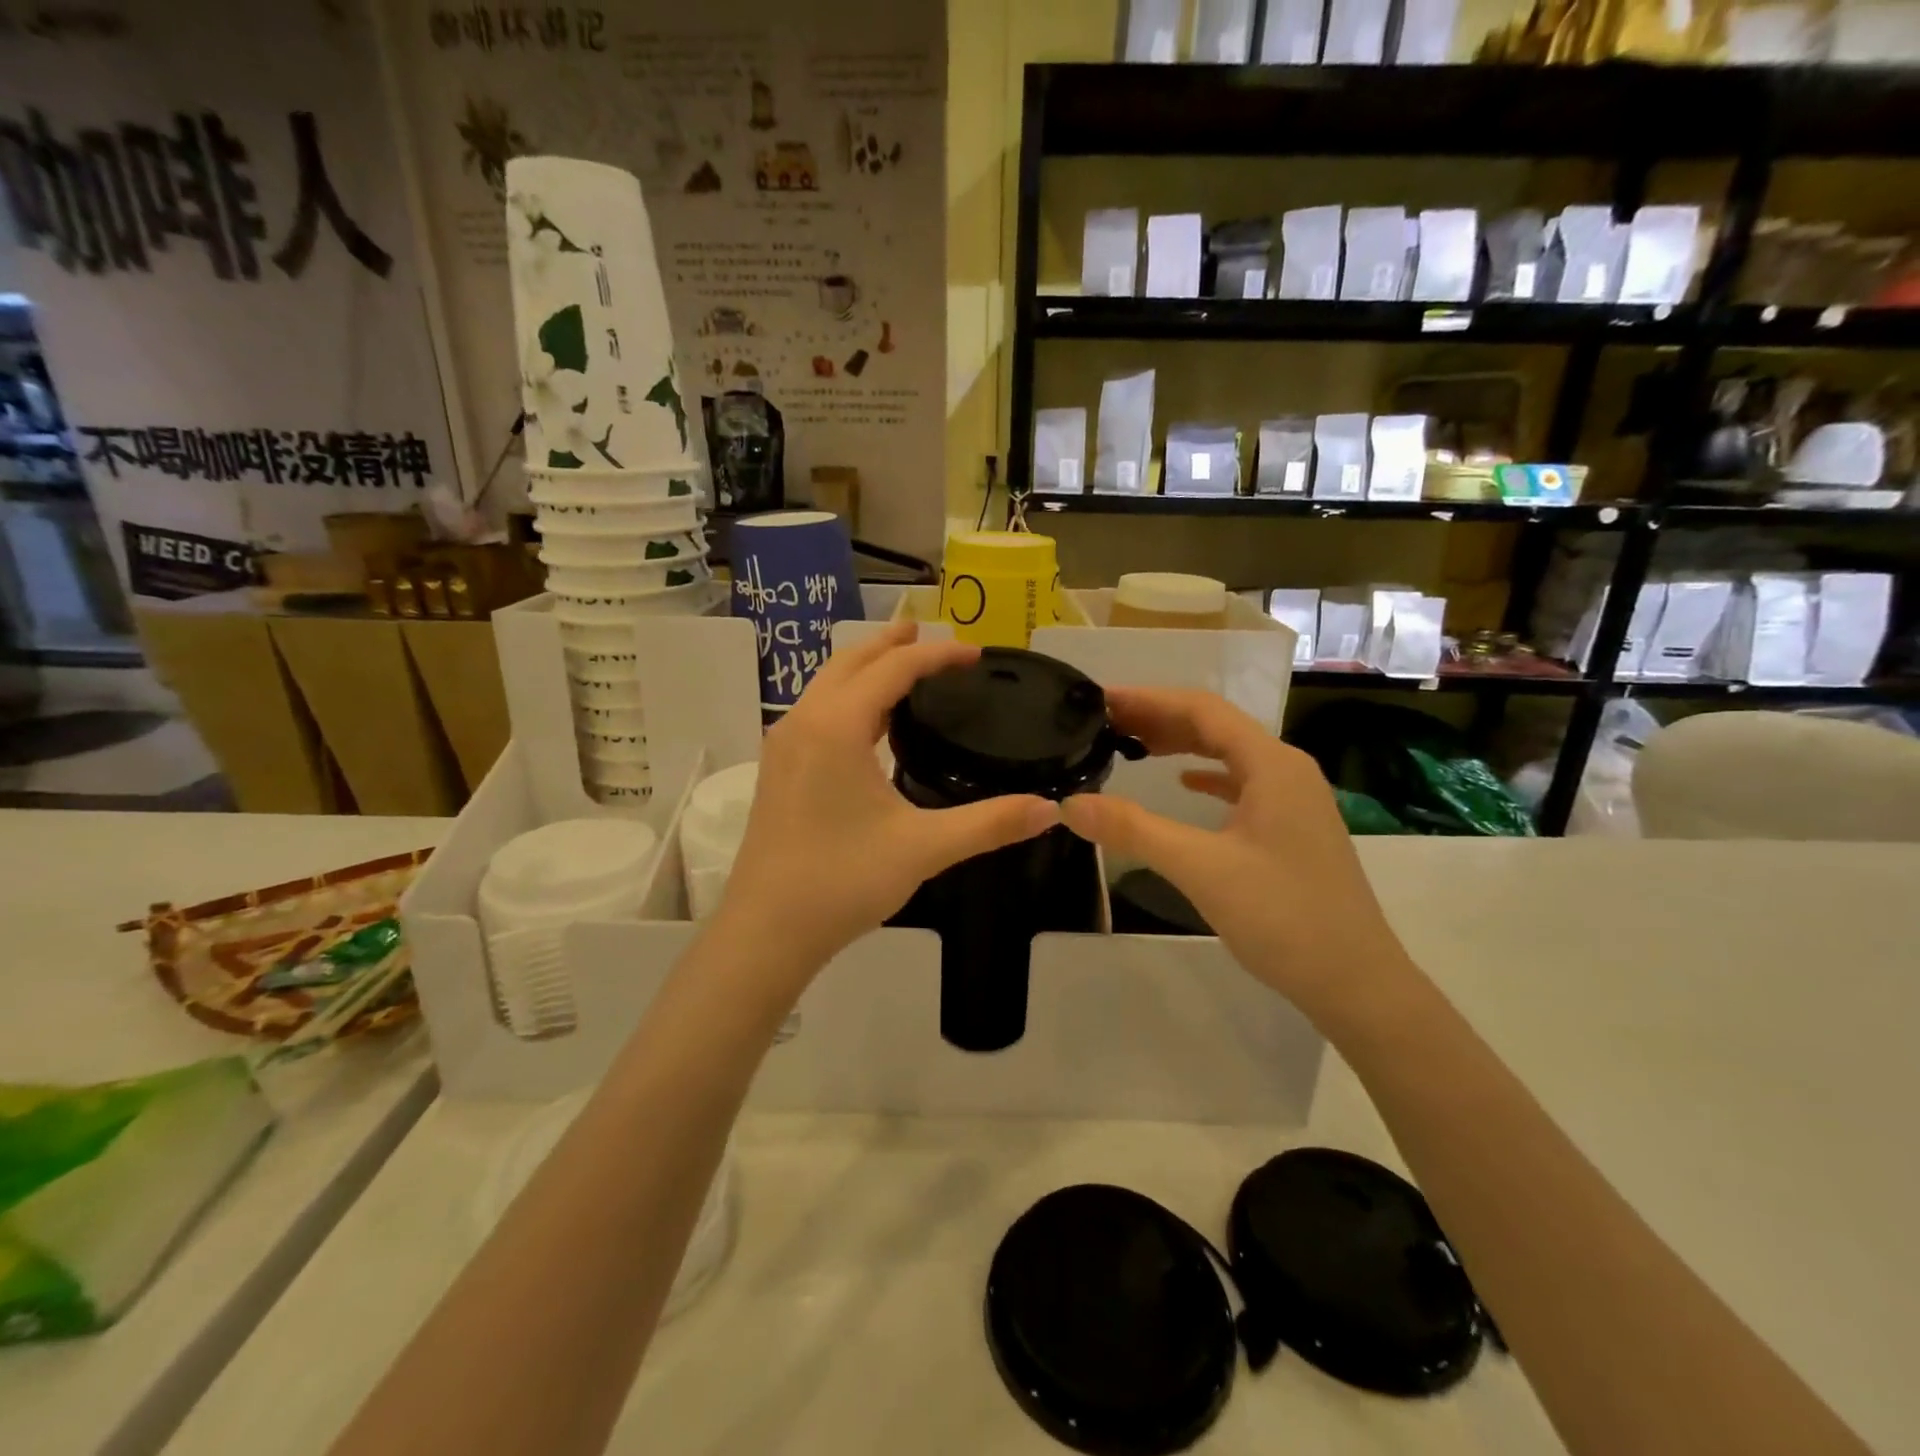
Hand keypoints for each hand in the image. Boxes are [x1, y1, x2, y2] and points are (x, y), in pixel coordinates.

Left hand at [718, 622, 1060, 975]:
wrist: (766, 931)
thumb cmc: (842, 881)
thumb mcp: (923, 848)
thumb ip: (989, 824)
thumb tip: (1049, 810)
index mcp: (837, 725)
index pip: (893, 669)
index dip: (937, 654)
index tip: (975, 653)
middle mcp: (804, 721)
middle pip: (851, 662)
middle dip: (893, 644)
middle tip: (931, 635)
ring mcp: (784, 745)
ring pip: (828, 685)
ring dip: (867, 668)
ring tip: (902, 664)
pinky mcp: (778, 769)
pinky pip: (818, 711)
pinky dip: (849, 697)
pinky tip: (870, 723)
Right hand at [1059, 687, 1416, 1029]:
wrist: (1356, 982)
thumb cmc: (1283, 917)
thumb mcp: (1201, 869)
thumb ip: (1134, 830)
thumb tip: (1070, 804)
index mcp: (1272, 765)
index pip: (1202, 710)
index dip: (1149, 699)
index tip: (1101, 700)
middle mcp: (1287, 770)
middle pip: (1216, 726)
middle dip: (1160, 718)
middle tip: (1105, 723)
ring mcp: (1294, 800)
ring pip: (1230, 755)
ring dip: (1181, 744)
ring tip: (1132, 745)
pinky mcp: (1292, 829)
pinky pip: (1242, 784)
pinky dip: (1207, 776)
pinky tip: (1184, 784)